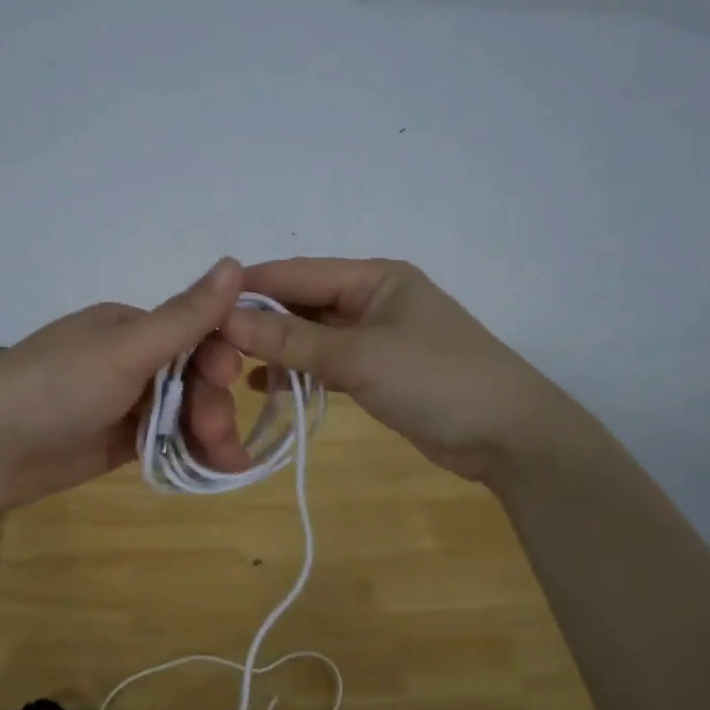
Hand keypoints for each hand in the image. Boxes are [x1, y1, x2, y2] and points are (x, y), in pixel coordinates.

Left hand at [0, 259, 253, 513]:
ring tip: (226, 464)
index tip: (232, 380)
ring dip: (209, 433)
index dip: (220, 357)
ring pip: (183, 412)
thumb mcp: (125, 349)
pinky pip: (164, 441)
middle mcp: (130, 359)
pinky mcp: (116, 441)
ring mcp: (122, 403)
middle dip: (212, 405)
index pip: (195, 334)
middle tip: (218, 437)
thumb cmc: (56, 386)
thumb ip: (185, 316)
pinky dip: (189, 452)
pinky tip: (211, 469)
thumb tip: (236, 262)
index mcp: (130, 326)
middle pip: (193, 378)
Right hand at [220, 258, 578, 484]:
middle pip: (302, 302)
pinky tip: (265, 388)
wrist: (510, 436)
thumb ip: (292, 339)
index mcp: (374, 277)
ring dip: (275, 348)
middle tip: (206, 342)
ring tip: (228, 366)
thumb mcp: (360, 356)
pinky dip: (299, 373)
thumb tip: (225, 319)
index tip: (199, 304)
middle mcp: (372, 299)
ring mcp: (376, 337)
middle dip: (257, 320)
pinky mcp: (378, 371)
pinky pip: (326, 363)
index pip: (297, 273)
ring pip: (311, 335)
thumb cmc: (437, 380)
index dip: (248, 287)